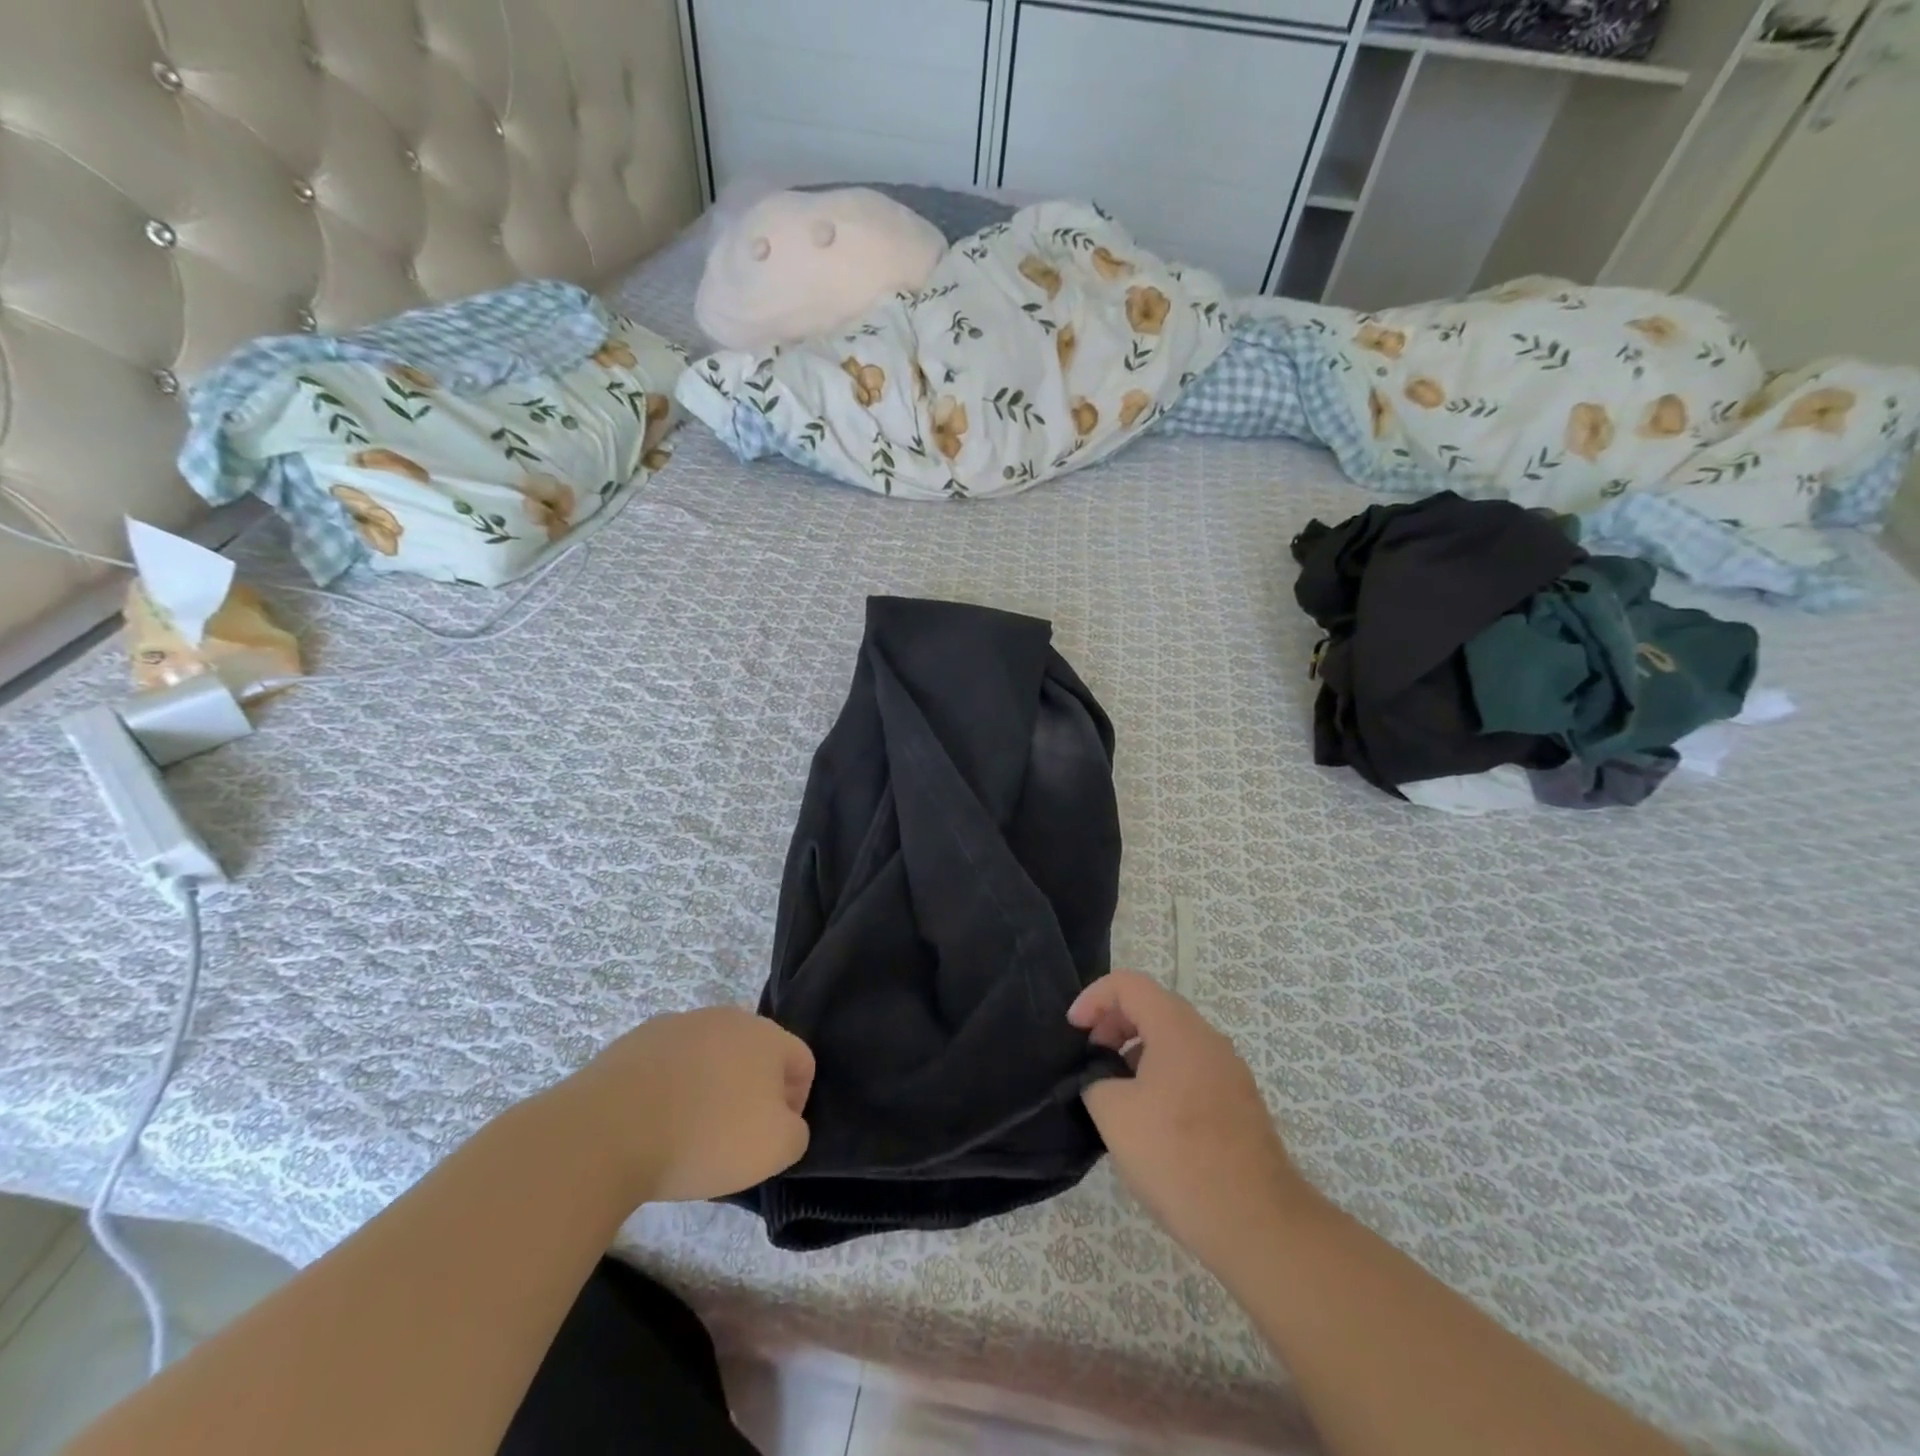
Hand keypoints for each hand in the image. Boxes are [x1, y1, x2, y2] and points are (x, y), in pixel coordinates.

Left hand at [560, 1007, 814, 1203]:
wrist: (610, 1129)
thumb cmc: (706, 1136)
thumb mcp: (775, 1149)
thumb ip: (796, 1132)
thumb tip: (784, 1122)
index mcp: (768, 1035)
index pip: (802, 1062)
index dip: (797, 1102)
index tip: (773, 1137)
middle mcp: (728, 1018)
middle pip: (755, 1054)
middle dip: (753, 1091)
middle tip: (734, 1137)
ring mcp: (679, 1024)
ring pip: (710, 1056)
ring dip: (711, 1086)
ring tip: (689, 1132)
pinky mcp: (637, 1040)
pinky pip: (669, 1063)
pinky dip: (671, 1088)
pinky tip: (654, 1123)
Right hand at [1069, 971, 1309, 1275]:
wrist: (1257, 1223)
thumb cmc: (1177, 1157)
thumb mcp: (1113, 1114)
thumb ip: (1095, 1081)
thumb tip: (1102, 1080)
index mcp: (1177, 1028)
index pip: (1128, 984)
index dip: (1093, 998)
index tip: (1073, 1031)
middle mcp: (1208, 1038)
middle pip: (1153, 1007)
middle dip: (1114, 1024)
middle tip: (1090, 1059)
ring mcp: (1229, 1071)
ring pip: (1173, 1041)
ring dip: (1137, 1052)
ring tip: (1115, 1093)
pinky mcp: (1239, 1103)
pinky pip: (1191, 1070)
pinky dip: (1161, 1076)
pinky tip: (1149, 1122)